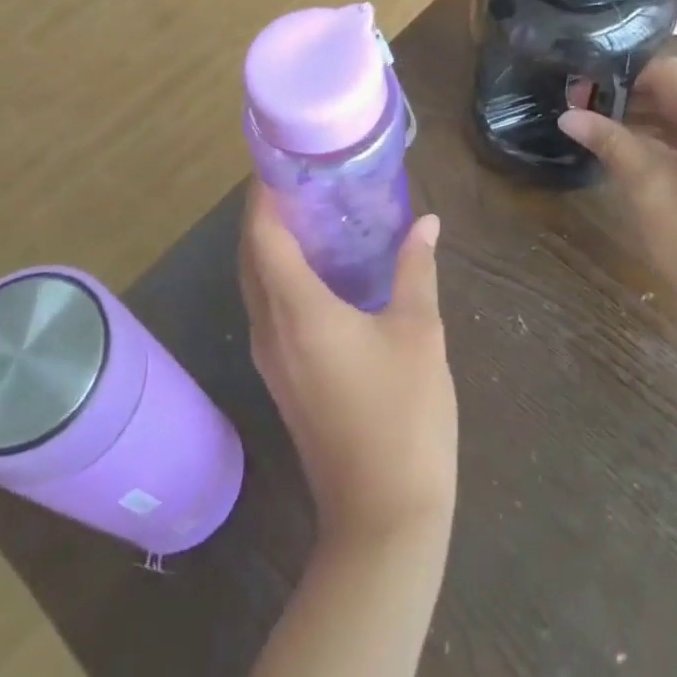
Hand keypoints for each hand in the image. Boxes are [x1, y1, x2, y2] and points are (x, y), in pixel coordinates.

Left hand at [239, 186, 456, 547]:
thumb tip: (426, 223)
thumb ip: (417, 270)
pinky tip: (318, 270)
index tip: (279, 162)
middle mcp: (271, 328)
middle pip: (250, 256)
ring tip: (308, 213)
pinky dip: (280, 276)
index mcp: (297, 310)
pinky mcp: (282, 378)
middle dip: (263, 214)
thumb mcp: (420, 333)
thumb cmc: (404, 414)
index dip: (262, 196)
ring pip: (256, 285)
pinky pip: (269, 309)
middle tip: (298, 179)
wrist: (383, 514)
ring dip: (269, 245)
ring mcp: (272, 358)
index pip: (263, 236)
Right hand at [559, 58, 676, 359]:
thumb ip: (610, 142)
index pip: (667, 72)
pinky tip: (643, 164)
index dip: (619, 77)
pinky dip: (675, 147)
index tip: (580, 94)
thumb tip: (570, 115)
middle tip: (584, 117)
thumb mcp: (648, 188)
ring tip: (605, 139)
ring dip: (650, 126)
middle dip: (631, 102)